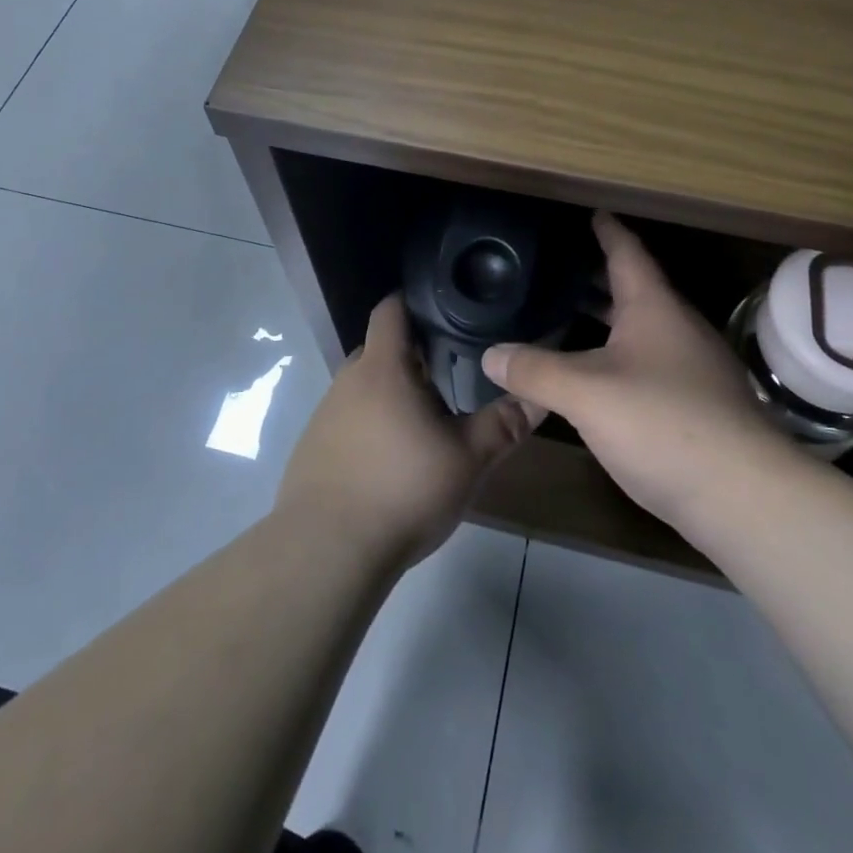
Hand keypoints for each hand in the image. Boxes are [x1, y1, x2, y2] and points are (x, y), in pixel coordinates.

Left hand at [278, 293, 536, 566]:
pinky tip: (389, 461)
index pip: (391, 309)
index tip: (445, 311)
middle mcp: (348, 381)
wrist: (327, 550)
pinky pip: (347, 421)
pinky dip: (369, 427)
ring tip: (424, 421)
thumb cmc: (402, 490)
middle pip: (379, 350)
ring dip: (390, 395)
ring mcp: (324, 414)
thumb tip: (541, 397)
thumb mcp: (466, 459)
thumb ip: (504, 425)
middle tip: (448, 374)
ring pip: (363, 388)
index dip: (414, 302)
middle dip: (411, 356)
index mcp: (383, 368)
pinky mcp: (311, 448)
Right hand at [482, 212, 798, 531]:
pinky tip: (594, 378)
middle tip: (556, 270)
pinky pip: (647, 364)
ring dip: (606, 321)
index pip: (627, 253)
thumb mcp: (585, 394)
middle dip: (596, 278)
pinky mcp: (696, 405)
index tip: (591, 212)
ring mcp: (692, 368)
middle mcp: (677, 328)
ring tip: (564, 317)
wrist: (743, 496)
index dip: (607, 231)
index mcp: (654, 308)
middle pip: (633, 291)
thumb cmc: (662, 423)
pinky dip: (616, 356)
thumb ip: (534, 371)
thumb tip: (490, 355)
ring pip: (641, 330)